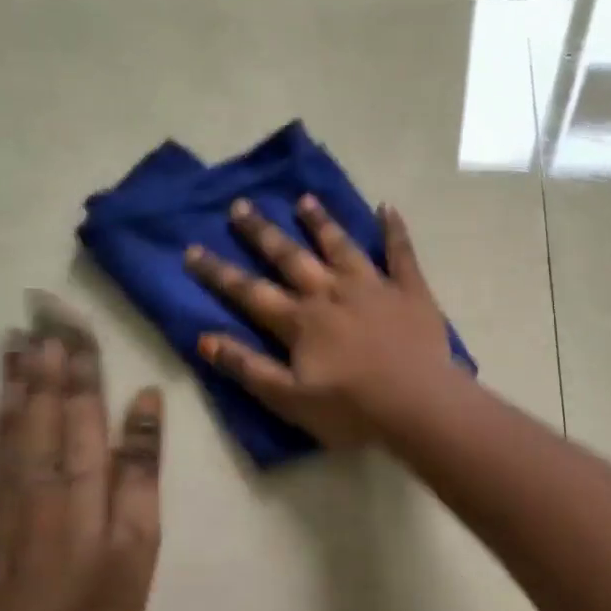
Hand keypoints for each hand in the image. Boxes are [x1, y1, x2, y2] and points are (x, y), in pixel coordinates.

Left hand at [0, 294, 164, 610]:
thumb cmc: (89, 608)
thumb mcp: (137, 543)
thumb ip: (139, 470)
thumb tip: (144, 402)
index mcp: (82, 475)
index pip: (83, 401)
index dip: (82, 359)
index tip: (77, 320)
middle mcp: (34, 468)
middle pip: (41, 398)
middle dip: (45, 352)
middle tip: (41, 307)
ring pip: (2, 415)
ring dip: (9, 373)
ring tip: (14, 334)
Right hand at [184, 196, 458, 447]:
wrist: (418, 405)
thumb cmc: (352, 410)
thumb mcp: (290, 399)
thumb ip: (248, 368)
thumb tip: (204, 339)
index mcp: (301, 321)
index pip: (250, 292)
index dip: (218, 273)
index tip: (192, 249)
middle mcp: (332, 292)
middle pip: (290, 257)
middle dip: (263, 232)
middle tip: (241, 205)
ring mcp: (373, 286)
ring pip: (341, 246)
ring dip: (321, 222)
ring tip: (304, 199)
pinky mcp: (410, 290)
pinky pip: (401, 252)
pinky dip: (394, 229)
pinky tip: (387, 207)